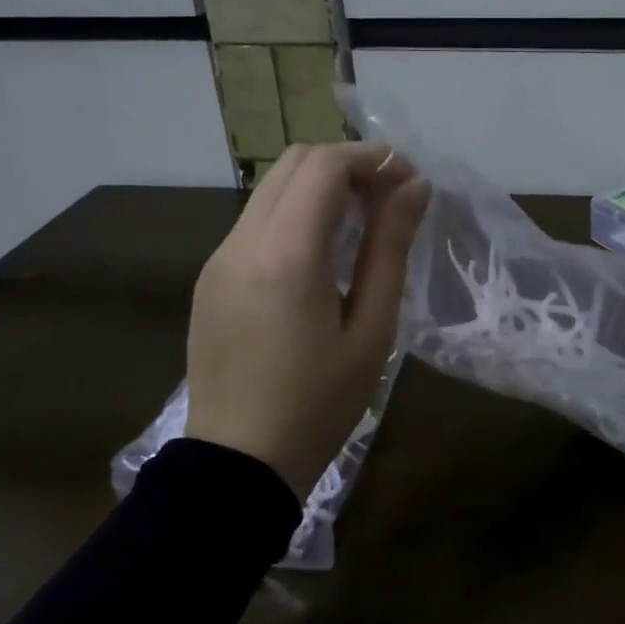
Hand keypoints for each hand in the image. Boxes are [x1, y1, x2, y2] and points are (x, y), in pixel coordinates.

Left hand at [185, 143, 429, 497]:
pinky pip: (255, 222)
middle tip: (388, 196)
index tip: (408, 178)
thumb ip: (390, 248)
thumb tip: (414, 186)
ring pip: (271, 190)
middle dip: (345, 164)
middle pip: (292, 164)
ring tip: (361, 221)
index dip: (371, 158)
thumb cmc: (319, 404)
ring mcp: (218, 259)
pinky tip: (321, 251)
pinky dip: (294, 213)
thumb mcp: (372, 329)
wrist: (238, 465)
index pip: (323, 167)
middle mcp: (241, 243)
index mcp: (284, 257)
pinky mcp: (209, 278)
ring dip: (319, 186)